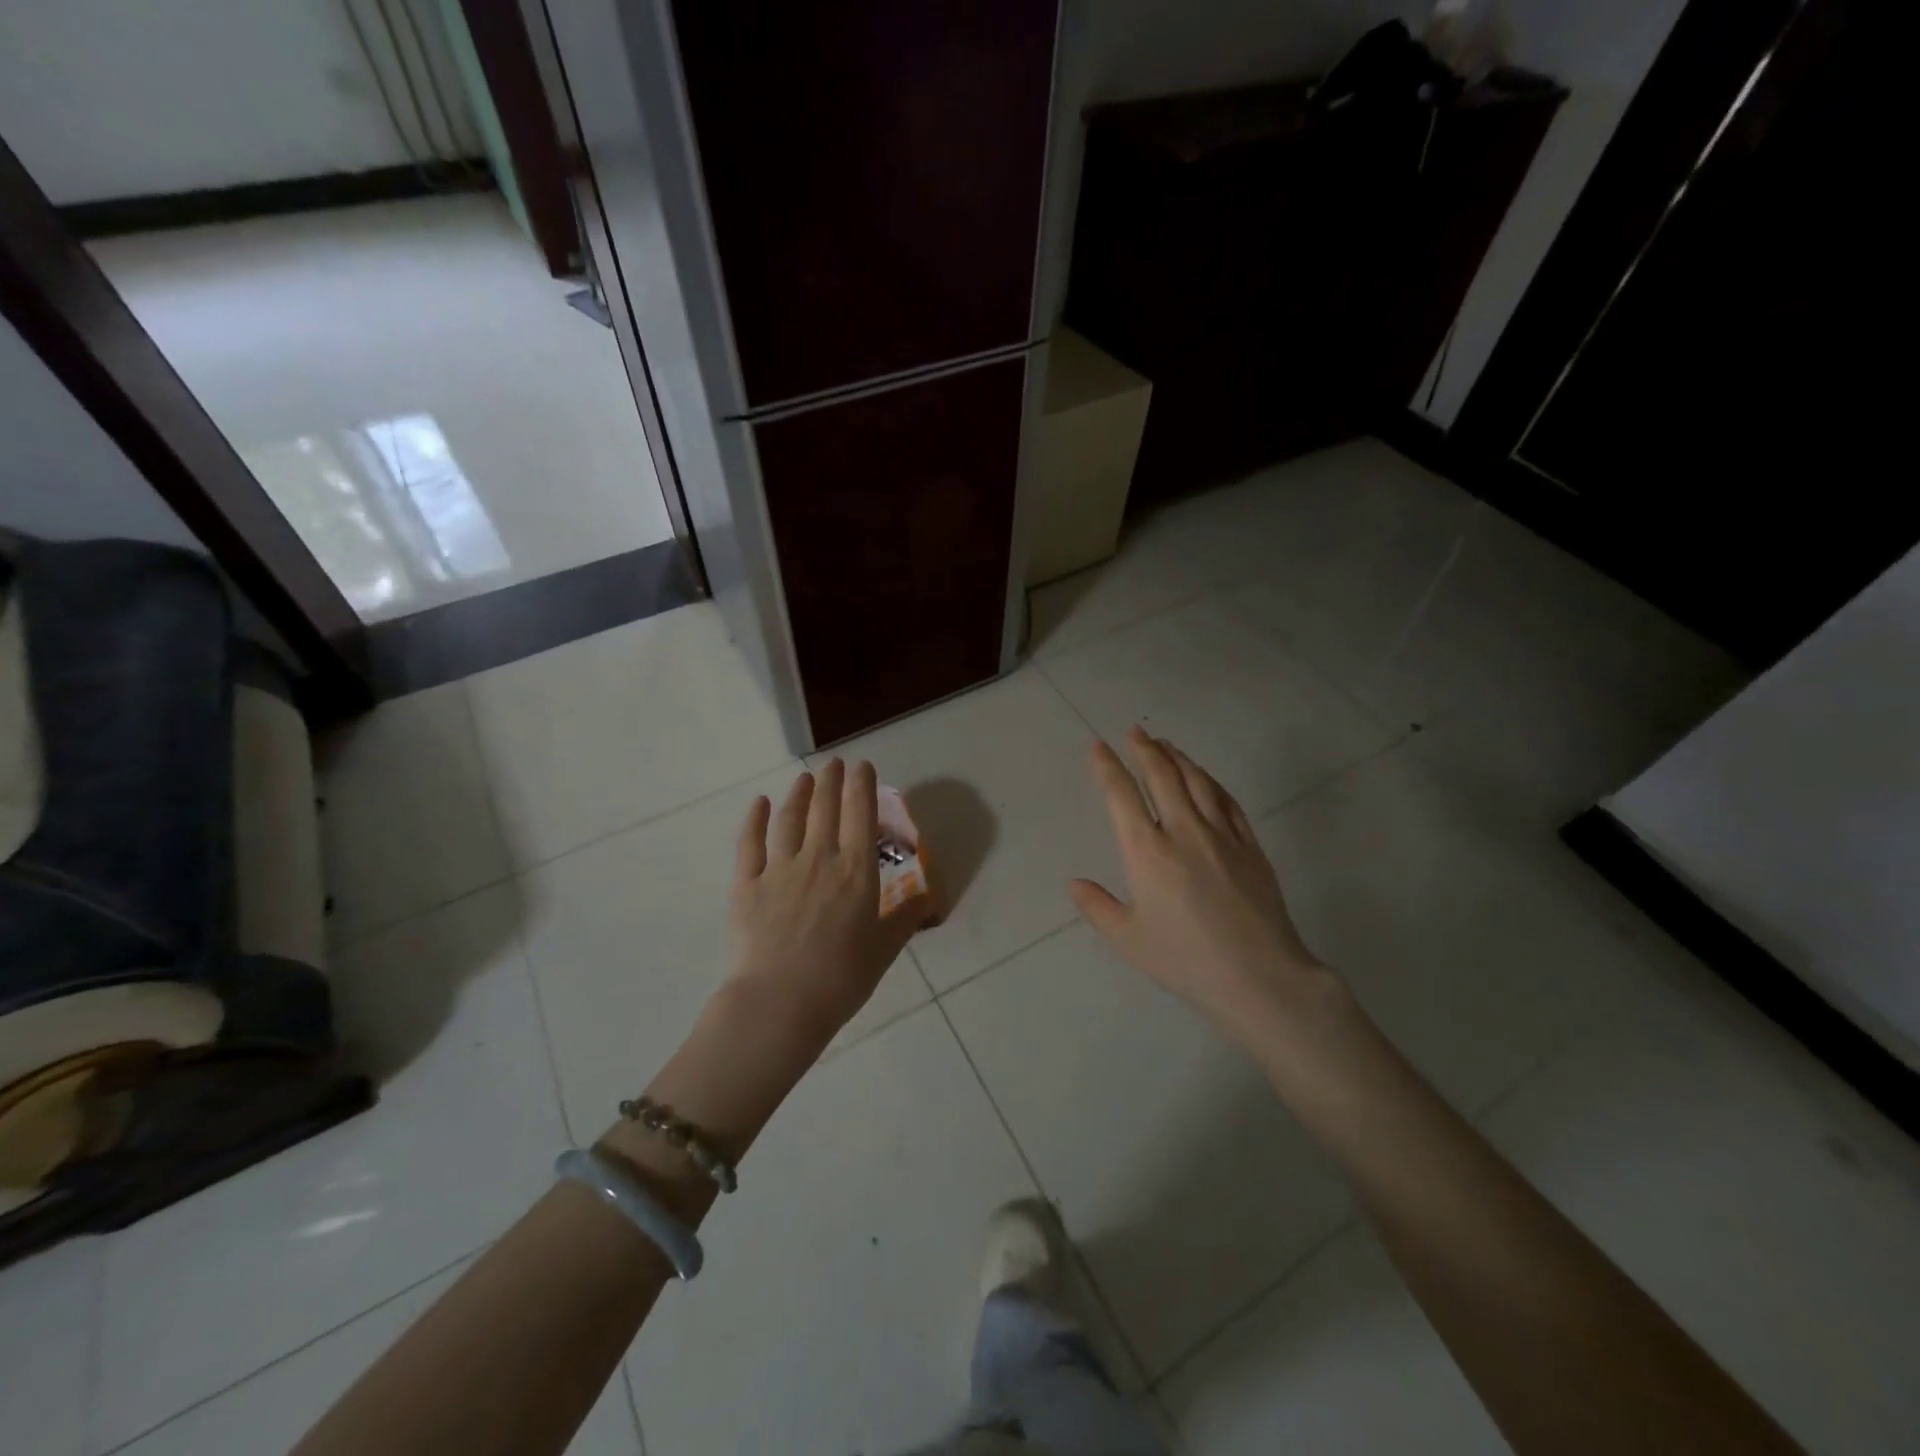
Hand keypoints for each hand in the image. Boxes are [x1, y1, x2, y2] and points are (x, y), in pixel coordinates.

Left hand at [726, 759, 926, 1042]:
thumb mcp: (884, 949)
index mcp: (856, 871)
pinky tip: (758, 803)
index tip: (862, 766)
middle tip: (834, 763)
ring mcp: (779, 868)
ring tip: (805, 778)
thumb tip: (926, 895)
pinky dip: (754, 819)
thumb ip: (905, 917)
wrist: (780, 1003)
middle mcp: (819, 858)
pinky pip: (750, 842)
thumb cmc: (841, 978)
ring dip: (798, 794)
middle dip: (832, 781)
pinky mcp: (746, 884)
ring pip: (789, 819)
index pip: (860, 815)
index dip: (862, 786)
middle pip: (825, 808)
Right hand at [1070, 727, 1334, 1041]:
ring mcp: (1221, 835)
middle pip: (1162, 776)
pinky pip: (1228, 801)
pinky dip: (1212, 782)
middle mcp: (1182, 831)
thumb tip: (1075, 883)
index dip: (1107, 767)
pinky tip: (1206, 778)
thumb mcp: (1128, 939)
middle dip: (1144, 749)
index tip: (1098, 747)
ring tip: (1166, 744)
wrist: (1257, 975)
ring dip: (1178, 758)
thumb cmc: (1184, 959)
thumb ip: (1097, 907)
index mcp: (1146, 851)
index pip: (1121, 795)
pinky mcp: (1250, 845)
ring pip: (1197, 781)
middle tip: (1134, 732)